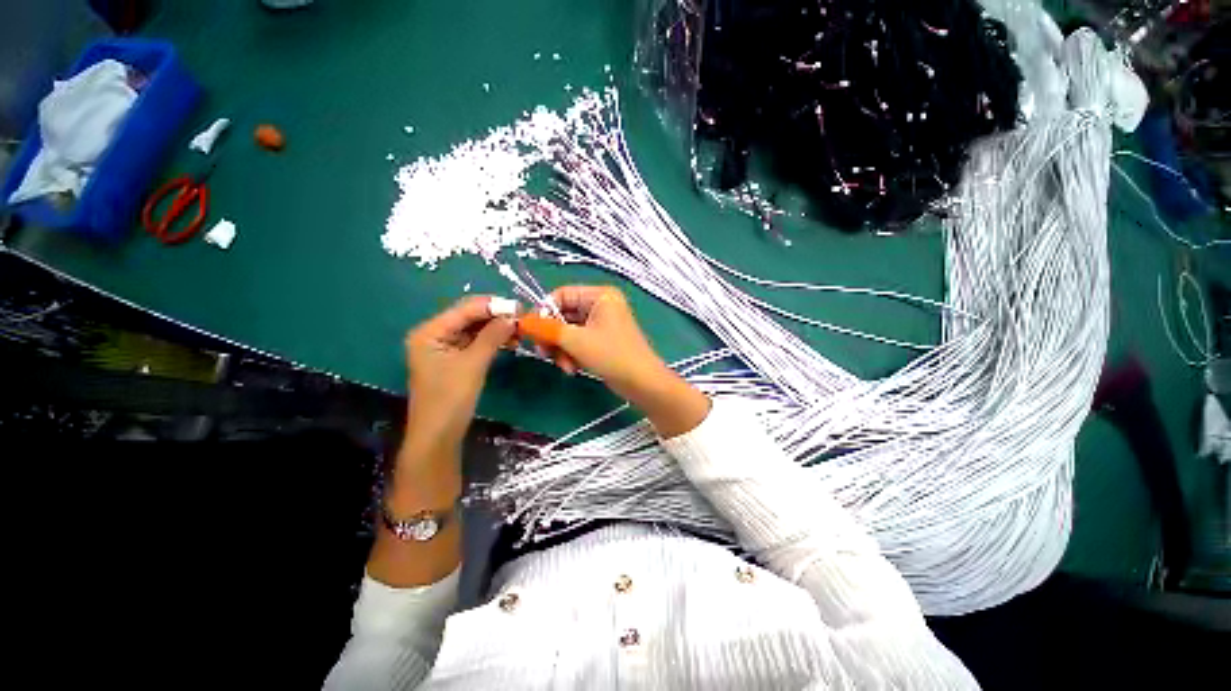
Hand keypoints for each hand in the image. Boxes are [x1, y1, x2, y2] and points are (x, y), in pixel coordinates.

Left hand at [403, 296, 515, 459]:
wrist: (438, 435)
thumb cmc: (450, 399)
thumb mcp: (473, 364)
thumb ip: (492, 336)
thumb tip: (513, 316)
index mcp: (430, 332)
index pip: (466, 309)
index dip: (494, 306)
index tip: (521, 308)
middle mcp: (434, 334)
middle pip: (469, 317)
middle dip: (496, 316)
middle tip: (523, 319)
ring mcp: (443, 347)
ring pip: (475, 329)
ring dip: (497, 329)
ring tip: (520, 331)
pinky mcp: (453, 359)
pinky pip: (475, 342)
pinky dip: (492, 340)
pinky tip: (510, 341)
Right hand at [545, 285, 710, 436]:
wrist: (641, 382)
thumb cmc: (611, 355)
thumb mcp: (576, 340)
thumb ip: (547, 329)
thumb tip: (522, 321)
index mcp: (600, 295)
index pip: (561, 295)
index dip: (543, 312)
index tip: (532, 331)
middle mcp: (601, 305)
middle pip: (563, 314)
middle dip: (553, 336)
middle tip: (544, 353)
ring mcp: (602, 323)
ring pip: (568, 330)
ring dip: (561, 349)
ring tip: (564, 366)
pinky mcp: (601, 340)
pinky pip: (578, 341)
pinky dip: (571, 354)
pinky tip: (572, 368)